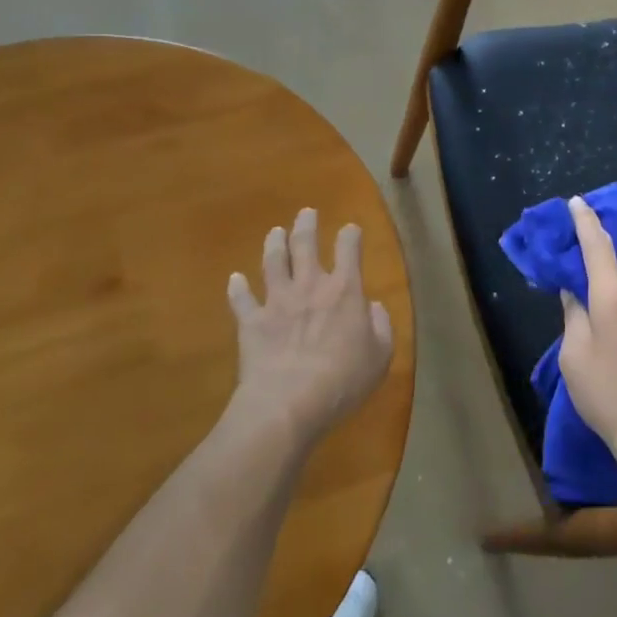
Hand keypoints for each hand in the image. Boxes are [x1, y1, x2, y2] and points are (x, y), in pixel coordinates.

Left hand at [227, 209, 393, 445]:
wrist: (288, 403)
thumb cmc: (342, 380)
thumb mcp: (380, 356)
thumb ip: (381, 326)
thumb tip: (373, 307)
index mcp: (344, 291)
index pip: (349, 250)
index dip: (350, 236)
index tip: (350, 229)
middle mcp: (310, 286)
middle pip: (305, 245)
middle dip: (306, 226)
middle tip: (306, 213)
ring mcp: (277, 301)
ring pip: (273, 262)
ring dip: (274, 244)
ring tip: (275, 232)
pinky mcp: (251, 322)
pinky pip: (241, 300)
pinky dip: (237, 288)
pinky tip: (234, 279)